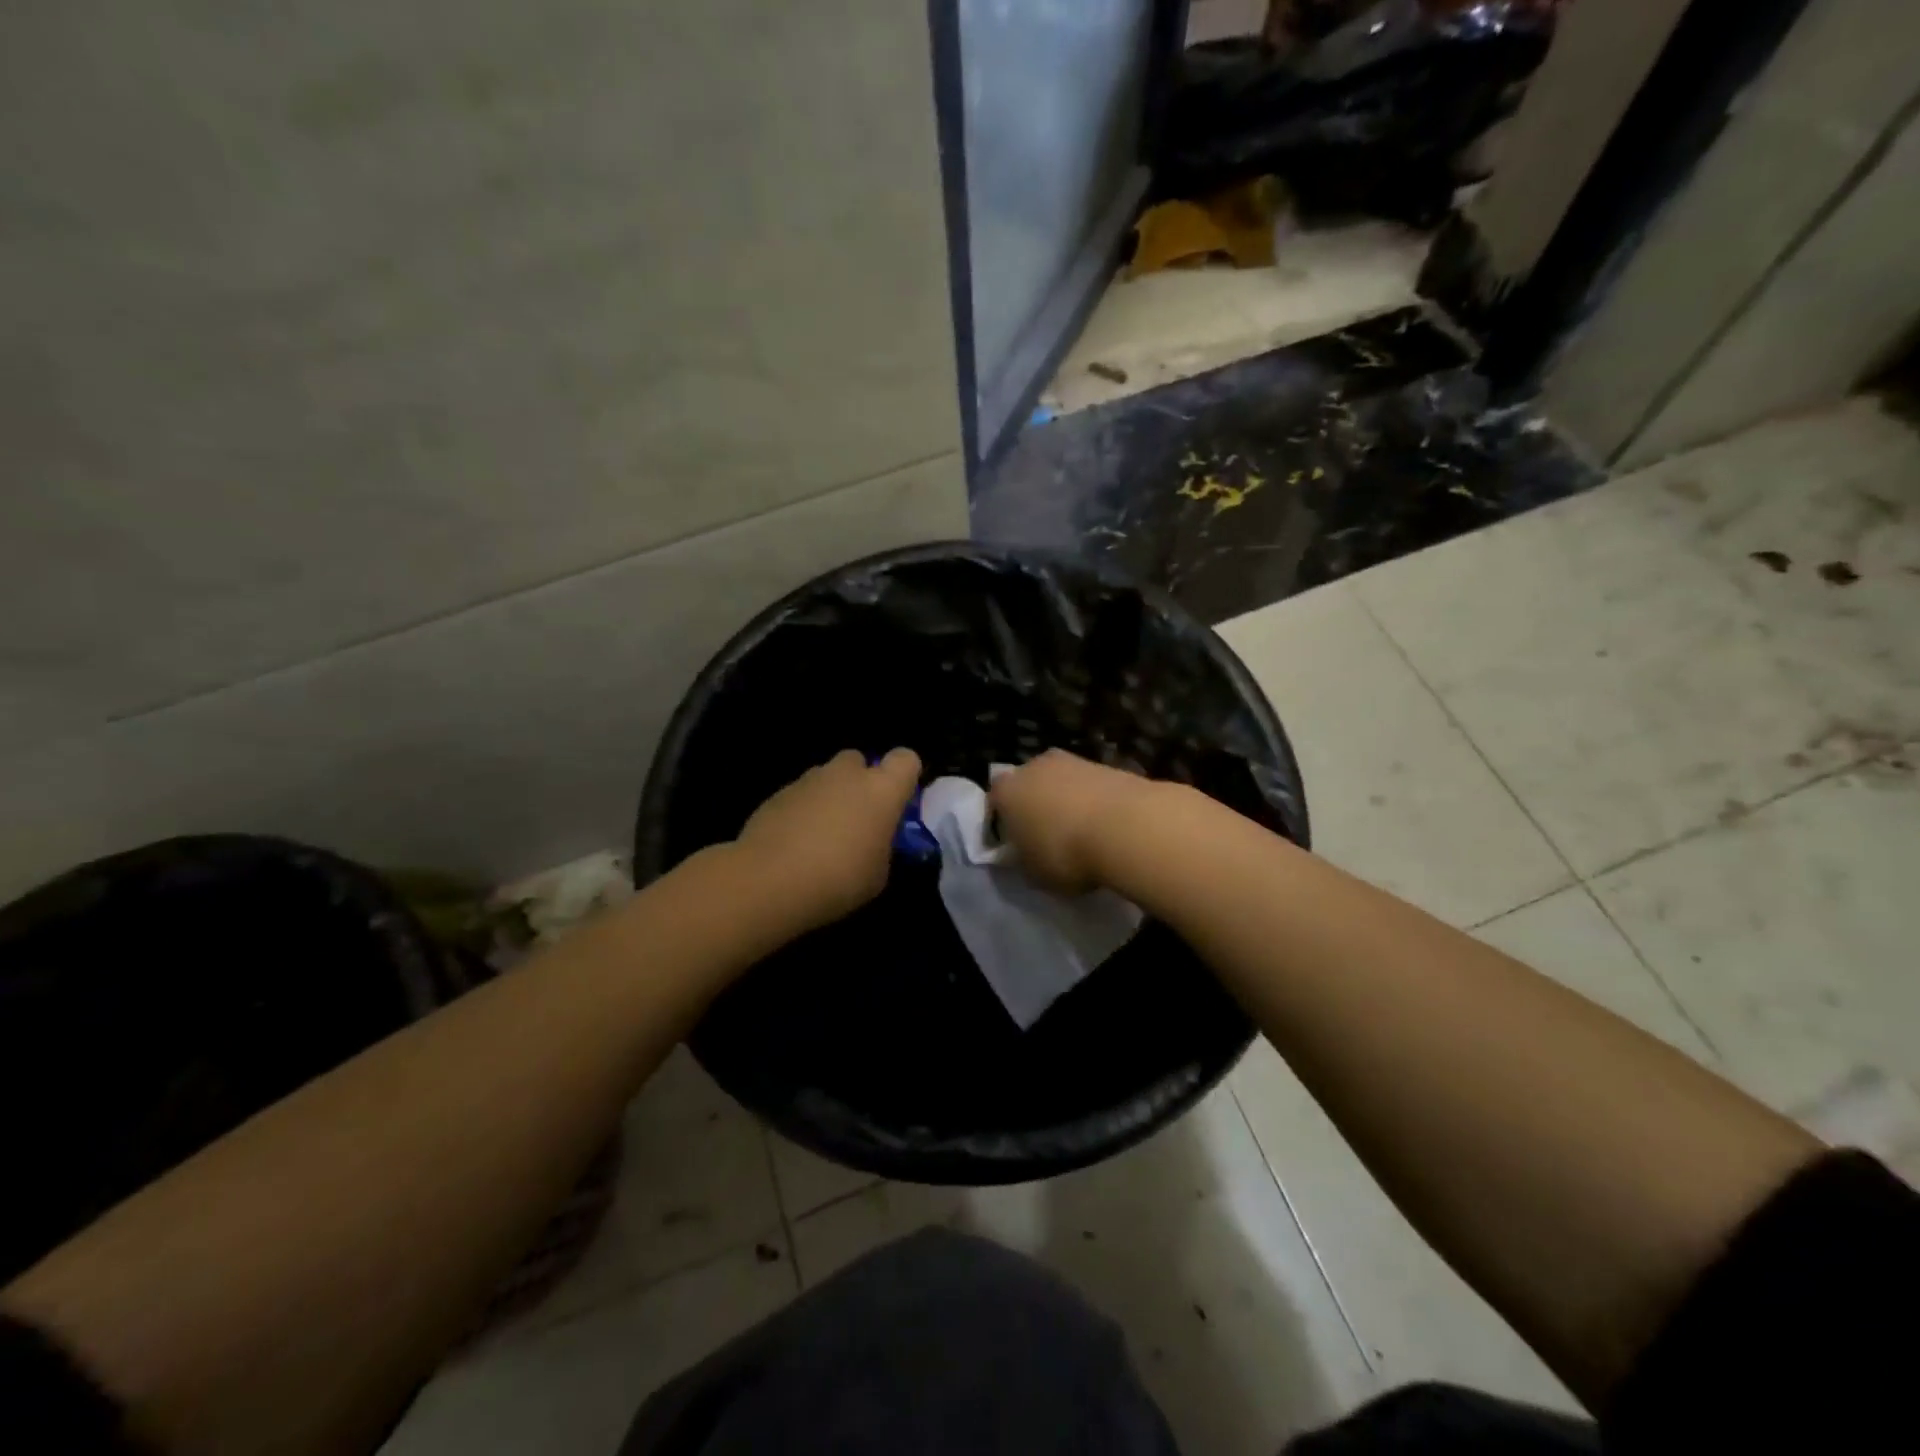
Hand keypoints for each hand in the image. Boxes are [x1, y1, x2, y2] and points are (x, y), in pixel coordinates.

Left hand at [735, 748, 921, 928]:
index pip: (906, 759)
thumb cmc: (838, 880)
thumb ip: (881, 847)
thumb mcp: (878, 874)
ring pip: (826, 777)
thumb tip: (872, 841)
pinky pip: (800, 795)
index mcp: (881, 790)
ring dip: (829, 796)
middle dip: (860, 782)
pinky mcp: (777, 794)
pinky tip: (794, 843)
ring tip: (821, 835)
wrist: (770, 881)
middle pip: (859, 761)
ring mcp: (808, 780)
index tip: (898, 802)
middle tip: (856, 818)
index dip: (904, 776)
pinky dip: (802, 811)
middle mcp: (846, 775)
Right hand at [989, 749, 1155, 894]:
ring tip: (1081, 833)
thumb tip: (1026, 854)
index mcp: (1006, 791)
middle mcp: (1033, 767)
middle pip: (1028, 785)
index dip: (1003, 823)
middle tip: (1047, 836)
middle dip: (1035, 806)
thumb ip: (1023, 860)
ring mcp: (1071, 760)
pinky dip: (1092, 801)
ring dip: (1066, 801)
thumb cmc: (1065, 853)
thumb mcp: (1034, 873)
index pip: (994, 802)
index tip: (1015, 845)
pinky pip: (1089, 786)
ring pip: (1060, 782)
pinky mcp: (1105, 764)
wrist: (1125, 826)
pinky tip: (1104, 826)